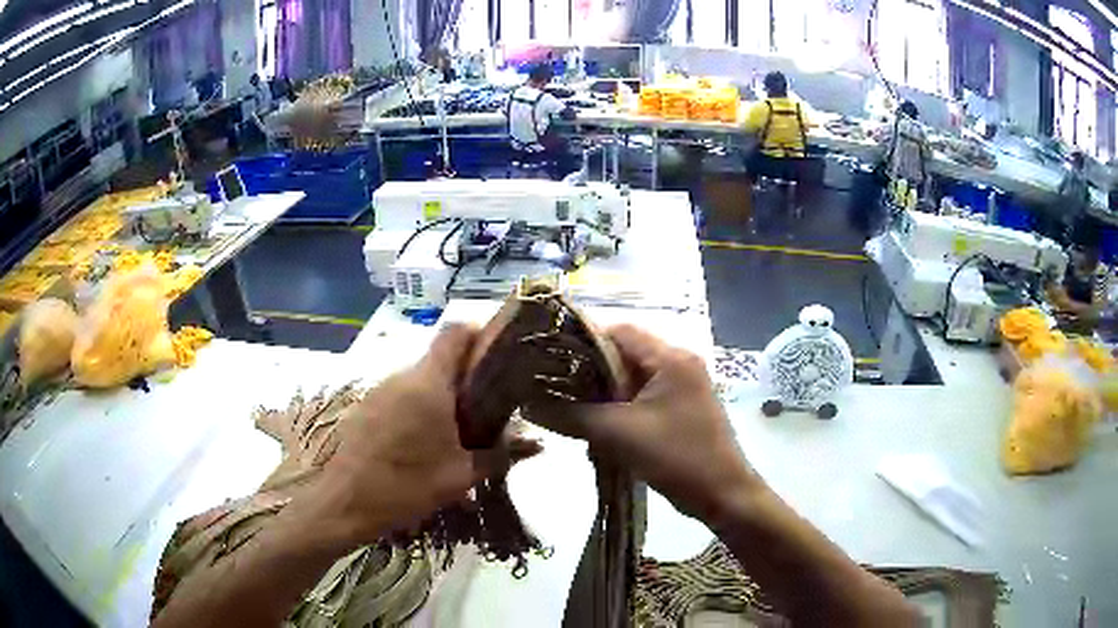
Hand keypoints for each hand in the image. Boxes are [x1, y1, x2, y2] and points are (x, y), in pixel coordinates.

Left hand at [312, 324, 541, 545]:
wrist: (345, 503)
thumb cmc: (407, 485)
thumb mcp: (461, 475)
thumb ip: (500, 455)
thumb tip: (537, 444)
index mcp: (428, 383)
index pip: (455, 332)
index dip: (479, 334)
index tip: (498, 357)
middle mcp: (401, 377)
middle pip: (439, 359)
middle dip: (465, 378)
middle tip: (486, 410)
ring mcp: (379, 391)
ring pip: (419, 380)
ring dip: (441, 397)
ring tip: (457, 433)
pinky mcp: (366, 408)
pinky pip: (400, 397)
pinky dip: (418, 409)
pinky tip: (422, 445)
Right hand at [531, 325, 757, 521]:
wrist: (723, 495)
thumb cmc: (677, 457)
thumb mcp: (619, 435)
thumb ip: (571, 416)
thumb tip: (528, 405)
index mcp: (671, 358)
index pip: (618, 332)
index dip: (581, 341)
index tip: (547, 360)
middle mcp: (678, 364)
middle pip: (622, 356)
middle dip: (588, 375)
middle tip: (553, 390)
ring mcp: (681, 388)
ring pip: (629, 382)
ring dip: (601, 398)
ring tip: (571, 413)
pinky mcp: (679, 410)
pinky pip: (640, 401)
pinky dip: (618, 412)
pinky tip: (597, 432)